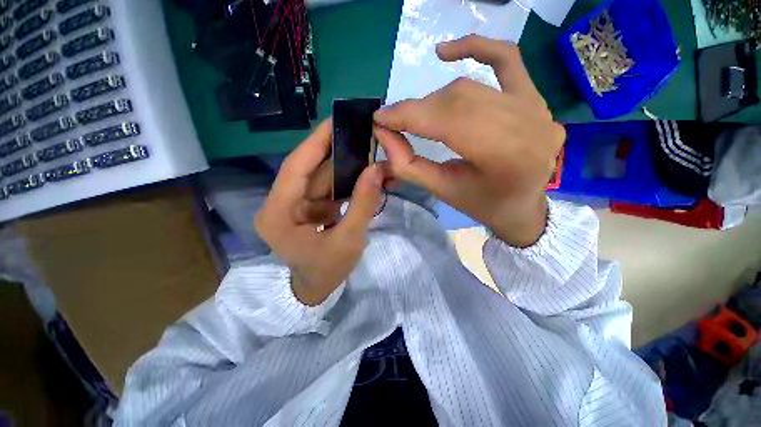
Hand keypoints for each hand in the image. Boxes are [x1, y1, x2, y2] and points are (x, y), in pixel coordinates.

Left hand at [254, 120, 384, 305]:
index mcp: (277, 213)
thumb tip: (377, 169)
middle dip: (334, 151)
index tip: (336, 120)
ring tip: (364, 149)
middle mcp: (279, 204)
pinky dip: (343, 181)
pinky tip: (361, 172)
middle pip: (308, 170)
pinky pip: (325, 188)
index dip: (316, 142)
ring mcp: (292, 206)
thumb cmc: (327, 271)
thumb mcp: (349, 240)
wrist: (316, 290)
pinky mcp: (305, 208)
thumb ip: (363, 204)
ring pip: (318, 177)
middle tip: (357, 132)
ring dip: (342, 166)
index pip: (295, 167)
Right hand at [374, 35, 564, 247]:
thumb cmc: (482, 205)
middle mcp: (527, 124)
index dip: (409, 115)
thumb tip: (382, 133)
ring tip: (416, 114)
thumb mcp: (442, 190)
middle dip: (418, 110)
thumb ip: (408, 165)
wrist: (521, 206)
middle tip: (394, 121)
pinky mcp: (535, 96)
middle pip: (457, 101)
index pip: (448, 121)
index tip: (380, 117)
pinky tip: (445, 53)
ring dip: (434, 99)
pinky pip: (506, 59)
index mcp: (506, 157)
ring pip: (470, 87)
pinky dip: (475, 48)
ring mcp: (536, 105)